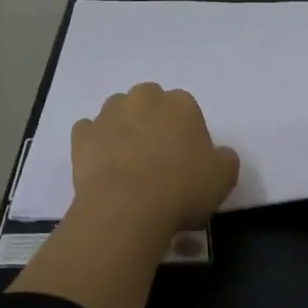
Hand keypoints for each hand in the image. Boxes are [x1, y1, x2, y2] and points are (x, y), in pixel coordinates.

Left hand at [71, 83, 239, 233]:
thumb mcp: (223, 178)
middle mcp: (143, 98)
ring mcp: (108, 114)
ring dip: (123, 128)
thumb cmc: (181, 189)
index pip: (186, 108)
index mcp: (180, 103)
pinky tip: (103, 166)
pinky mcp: (82, 134)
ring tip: (128, 162)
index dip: (186, 132)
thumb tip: (218, 154)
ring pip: (118, 113)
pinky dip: (95, 144)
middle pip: (149, 102)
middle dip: (152, 121)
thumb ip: (225, 158)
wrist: (127, 209)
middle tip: (157, 157)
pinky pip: (89, 132)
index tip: (186, 158)